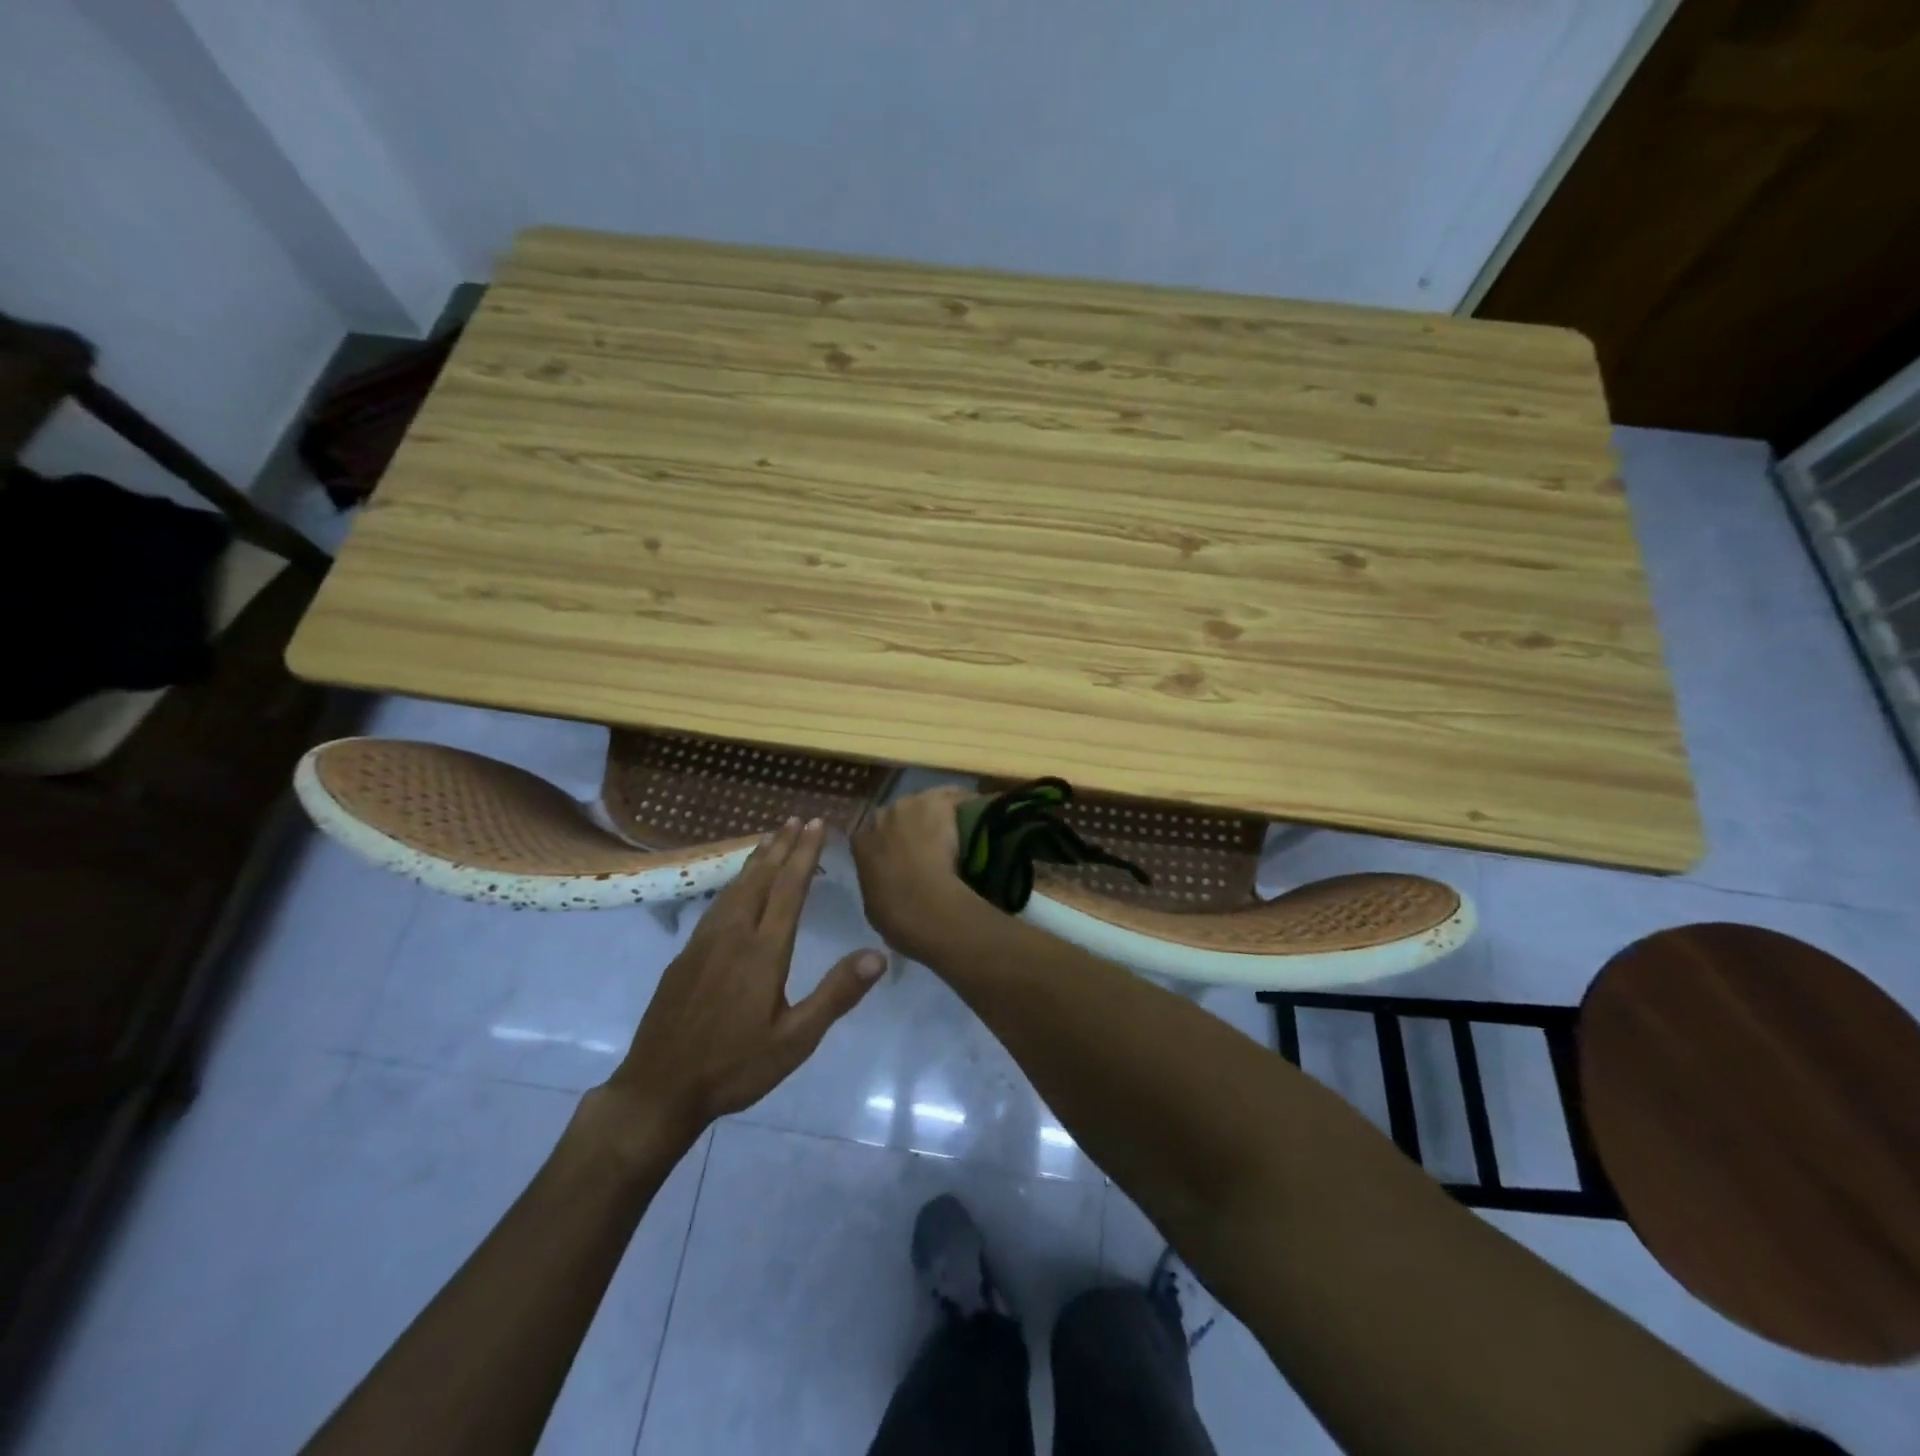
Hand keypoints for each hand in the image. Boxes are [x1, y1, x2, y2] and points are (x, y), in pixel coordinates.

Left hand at [608, 819, 885, 1139]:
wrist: (658, 1089)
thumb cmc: (734, 1066)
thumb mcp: (795, 1039)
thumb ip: (836, 994)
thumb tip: (878, 955)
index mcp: (763, 950)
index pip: (789, 888)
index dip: (804, 853)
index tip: (817, 824)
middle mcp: (733, 935)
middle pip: (760, 878)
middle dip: (781, 846)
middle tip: (796, 819)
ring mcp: (703, 943)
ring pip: (734, 888)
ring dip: (756, 859)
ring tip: (770, 839)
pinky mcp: (685, 956)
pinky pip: (716, 904)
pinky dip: (734, 882)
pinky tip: (736, 888)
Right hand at [849, 786, 981, 962]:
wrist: (924, 904)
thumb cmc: (896, 914)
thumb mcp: (874, 903)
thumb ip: (877, 884)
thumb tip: (888, 883)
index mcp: (861, 842)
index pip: (871, 834)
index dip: (888, 842)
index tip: (902, 854)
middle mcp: (882, 816)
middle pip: (898, 813)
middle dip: (911, 824)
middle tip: (931, 842)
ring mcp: (910, 805)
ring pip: (926, 801)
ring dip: (937, 813)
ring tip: (957, 829)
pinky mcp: (939, 801)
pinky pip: (954, 797)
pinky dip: (964, 804)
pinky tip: (977, 816)